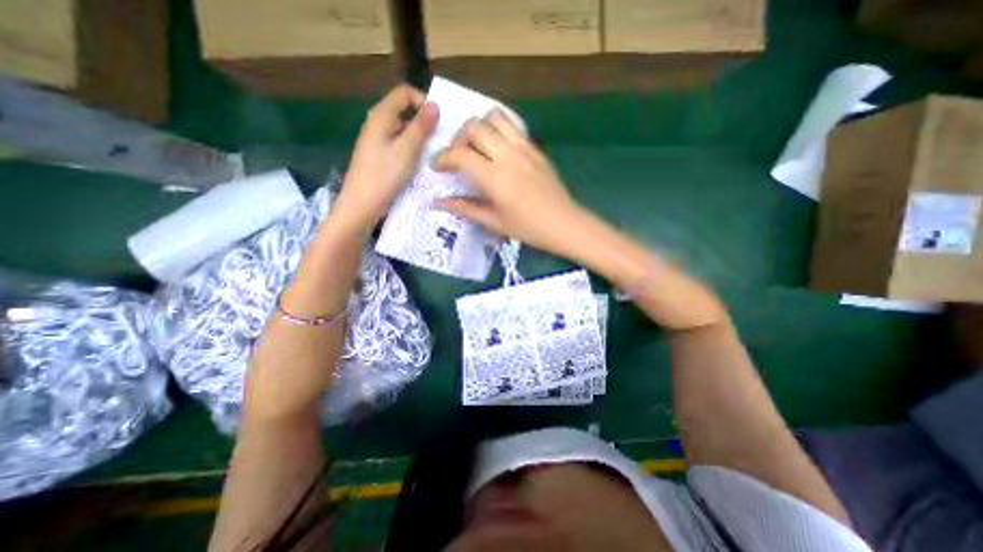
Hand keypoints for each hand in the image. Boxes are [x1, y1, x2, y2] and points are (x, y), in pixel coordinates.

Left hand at [333, 82, 436, 229]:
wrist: (363, 203)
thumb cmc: (385, 174)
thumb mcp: (407, 150)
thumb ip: (421, 127)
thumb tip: (434, 105)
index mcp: (381, 115)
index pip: (404, 93)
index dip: (422, 102)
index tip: (437, 122)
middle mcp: (377, 123)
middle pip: (404, 111)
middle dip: (423, 122)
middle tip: (439, 141)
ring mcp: (377, 140)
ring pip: (403, 130)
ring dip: (419, 138)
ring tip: (432, 154)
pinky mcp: (379, 155)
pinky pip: (399, 144)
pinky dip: (411, 149)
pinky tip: (419, 163)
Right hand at [430, 111, 581, 255]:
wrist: (563, 222)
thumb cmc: (528, 227)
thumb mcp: (493, 222)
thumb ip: (465, 208)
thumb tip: (438, 203)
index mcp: (494, 177)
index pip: (460, 154)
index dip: (443, 158)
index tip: (438, 168)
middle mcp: (507, 155)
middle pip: (473, 127)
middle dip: (458, 138)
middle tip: (457, 157)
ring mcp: (523, 147)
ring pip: (494, 117)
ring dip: (479, 127)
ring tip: (477, 146)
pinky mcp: (534, 146)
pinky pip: (512, 125)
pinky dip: (498, 127)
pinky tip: (497, 146)